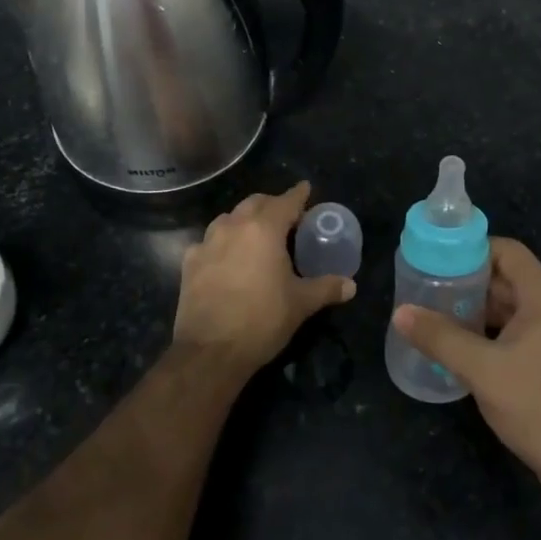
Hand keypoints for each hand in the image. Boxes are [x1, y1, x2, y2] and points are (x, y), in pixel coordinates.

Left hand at [173, 182, 355, 374]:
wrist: (210, 351)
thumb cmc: (262, 320)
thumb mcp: (301, 304)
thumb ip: (327, 288)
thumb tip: (351, 285)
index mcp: (264, 229)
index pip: (286, 201)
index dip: (299, 194)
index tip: (306, 188)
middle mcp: (233, 226)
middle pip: (255, 203)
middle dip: (272, 204)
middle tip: (287, 217)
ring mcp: (207, 243)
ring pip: (229, 218)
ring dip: (245, 219)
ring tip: (257, 234)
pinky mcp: (190, 263)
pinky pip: (209, 241)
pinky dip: (223, 242)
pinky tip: (227, 257)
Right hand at [394, 238, 540, 508]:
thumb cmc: (538, 405)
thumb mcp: (482, 369)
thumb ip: (441, 338)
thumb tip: (400, 312)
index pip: (508, 251)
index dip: (474, 249)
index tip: (438, 259)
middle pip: (505, 279)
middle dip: (467, 281)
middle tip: (426, 288)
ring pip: (507, 309)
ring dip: (474, 309)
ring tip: (433, 315)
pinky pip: (510, 335)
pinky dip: (484, 334)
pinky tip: (456, 348)